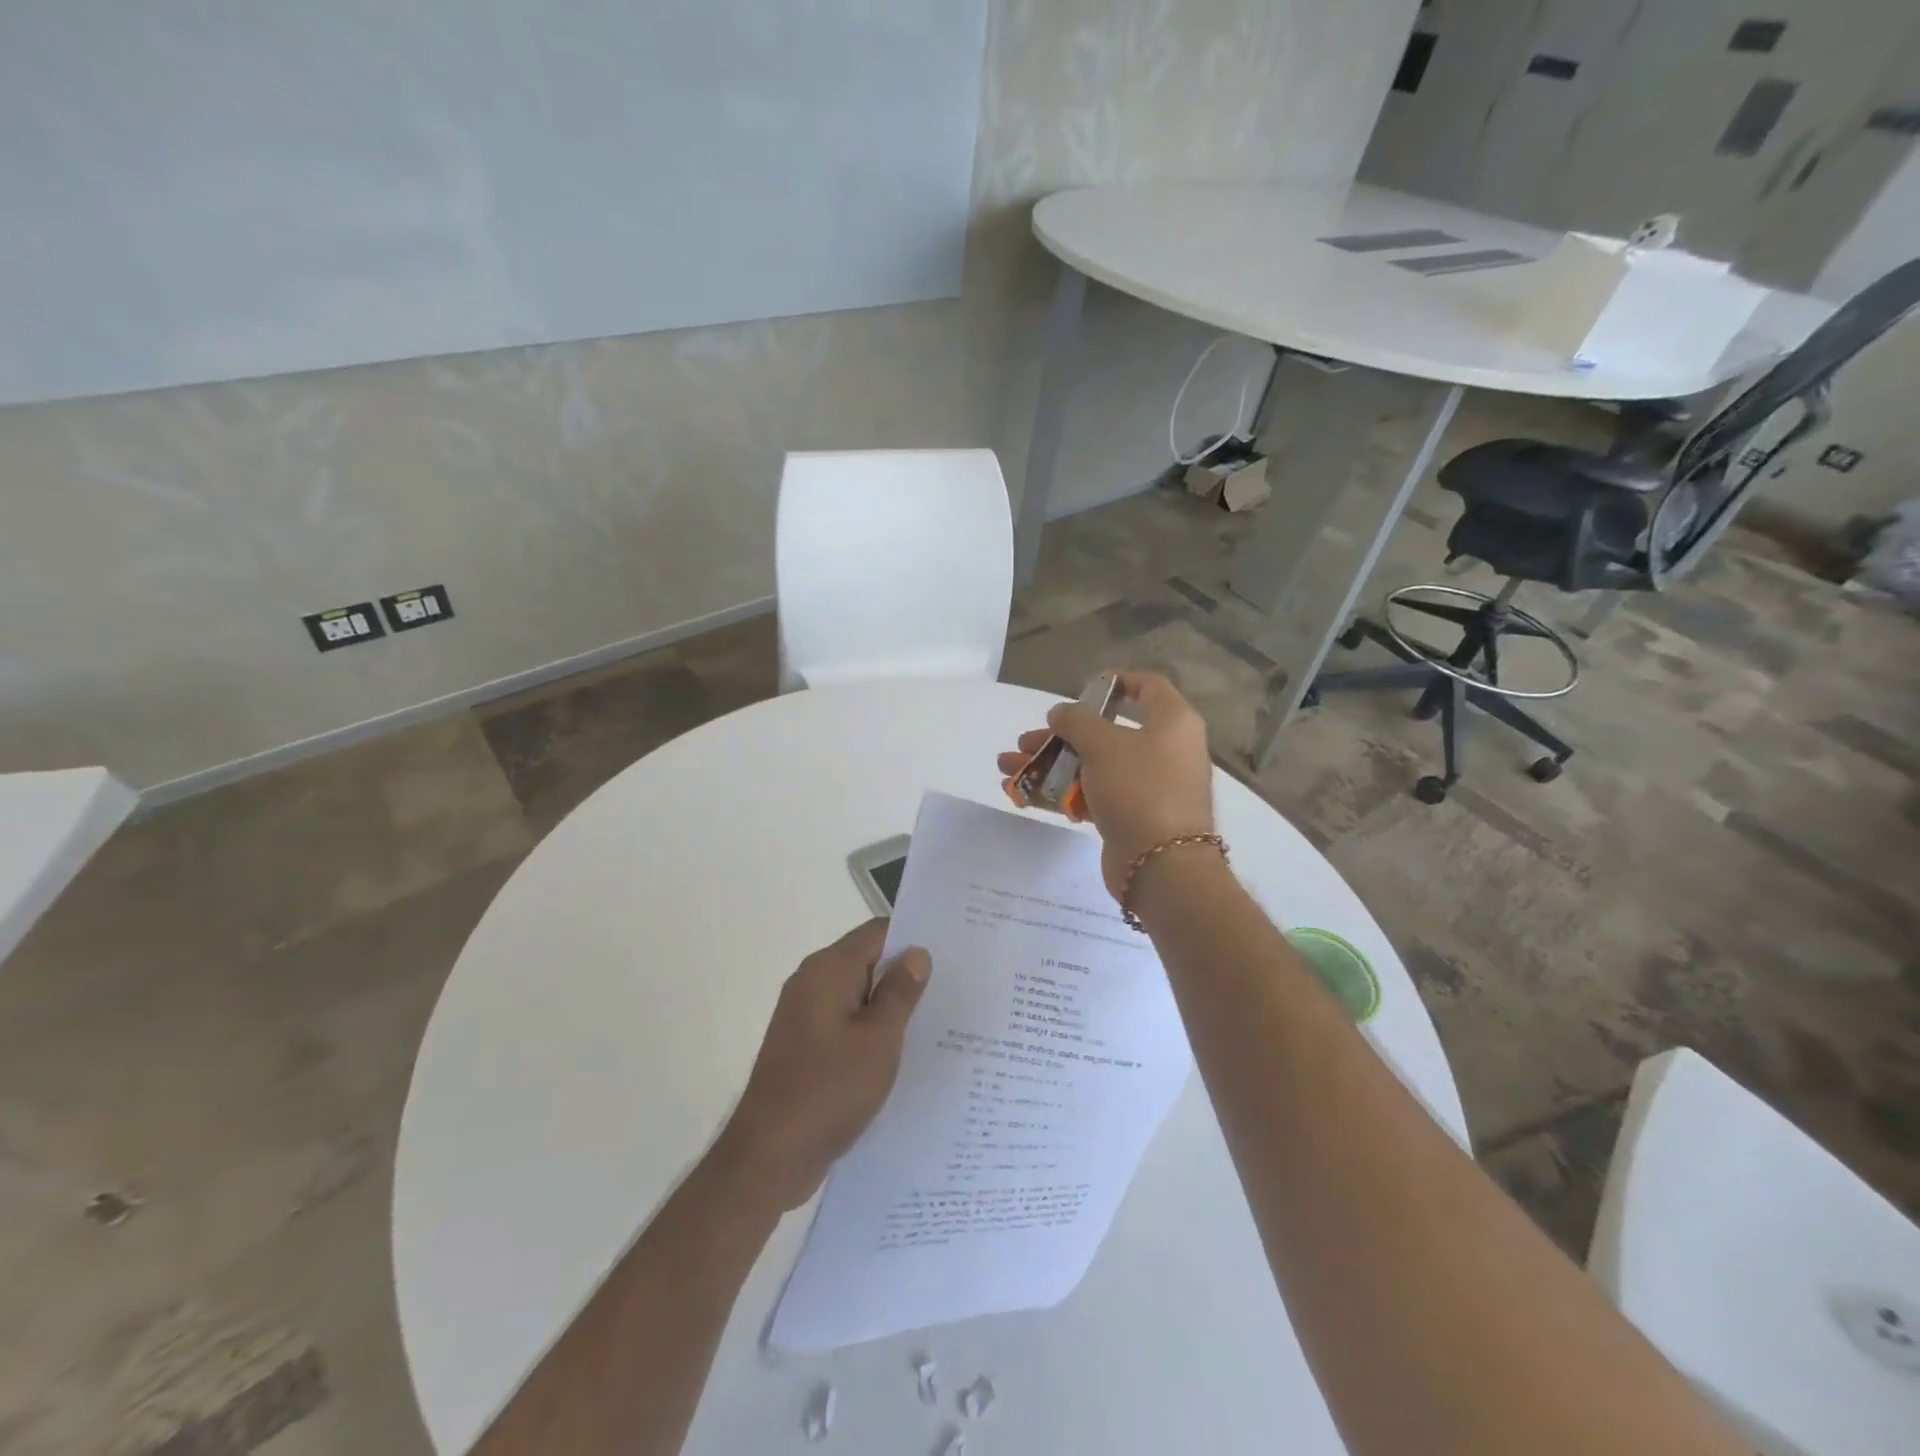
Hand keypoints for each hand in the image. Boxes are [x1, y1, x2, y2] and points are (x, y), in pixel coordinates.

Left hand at [717, 919, 930, 1210]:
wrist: (768, 1158)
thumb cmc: (828, 1091)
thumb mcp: (878, 1040)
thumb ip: (900, 992)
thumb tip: (916, 953)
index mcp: (827, 970)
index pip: (877, 933)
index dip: (913, 938)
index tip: (951, 953)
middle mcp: (811, 983)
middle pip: (866, 961)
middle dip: (905, 973)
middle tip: (952, 988)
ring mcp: (804, 1016)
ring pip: (857, 995)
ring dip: (890, 1005)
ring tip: (936, 1020)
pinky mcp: (804, 1047)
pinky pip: (845, 1023)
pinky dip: (871, 1030)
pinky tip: (901, 1053)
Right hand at [998, 671, 1214, 899]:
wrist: (1162, 866)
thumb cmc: (1139, 788)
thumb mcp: (1103, 744)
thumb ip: (1076, 721)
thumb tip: (1061, 713)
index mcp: (1172, 722)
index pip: (1149, 687)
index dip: (1116, 682)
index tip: (1083, 687)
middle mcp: (1164, 750)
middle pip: (1106, 732)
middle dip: (1060, 735)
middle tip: (1025, 740)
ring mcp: (1147, 786)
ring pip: (1092, 766)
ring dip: (1049, 765)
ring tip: (1007, 767)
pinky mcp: (1130, 816)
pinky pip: (1091, 795)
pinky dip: (1059, 792)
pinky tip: (1021, 793)